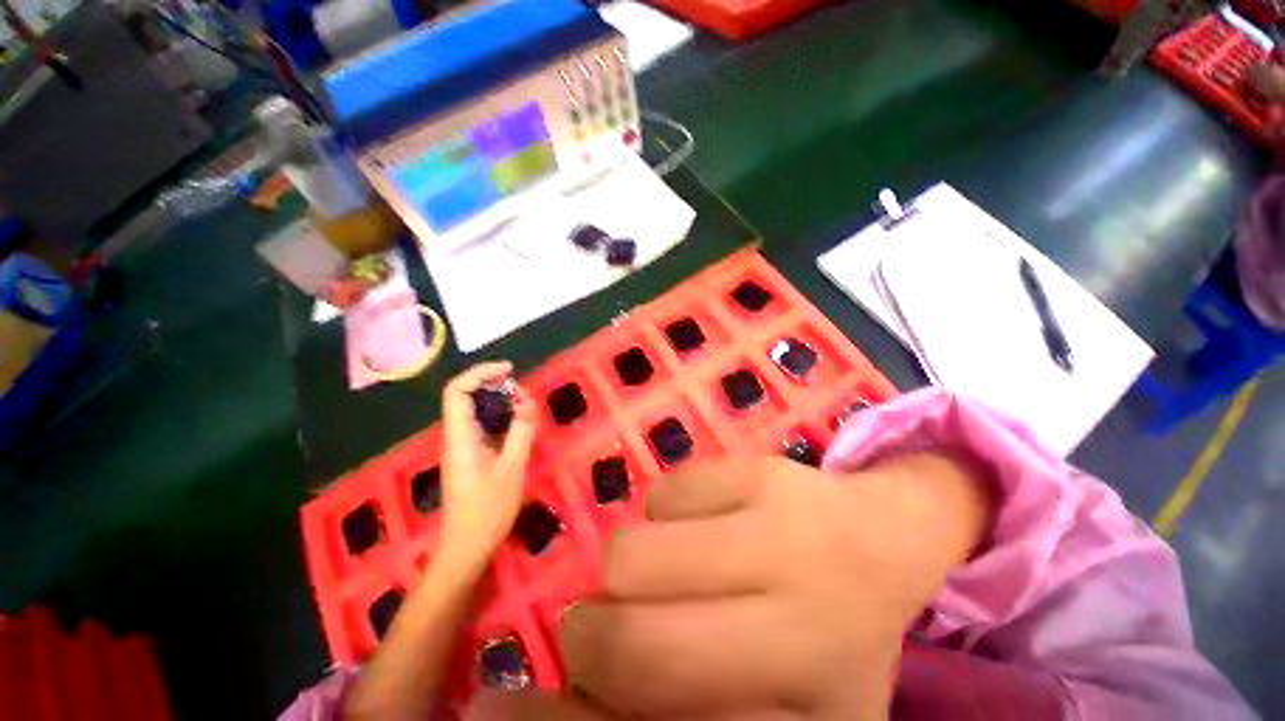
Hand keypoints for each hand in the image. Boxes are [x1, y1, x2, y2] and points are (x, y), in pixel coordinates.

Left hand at [438, 361, 537, 570]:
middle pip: (464, 397)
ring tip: (525, 404)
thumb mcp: (512, 469)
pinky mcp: (470, 458)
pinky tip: (518, 425)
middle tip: (522, 390)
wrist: (466, 549)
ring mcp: (462, 448)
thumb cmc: (487, 512)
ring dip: (498, 402)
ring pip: (474, 412)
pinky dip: (500, 418)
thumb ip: (521, 432)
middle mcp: (456, 437)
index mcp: (460, 437)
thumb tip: (527, 401)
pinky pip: (482, 427)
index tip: (509, 371)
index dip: (480, 374)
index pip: (457, 392)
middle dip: (493, 385)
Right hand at [555, 454, 991, 719]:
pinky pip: (664, 493)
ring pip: (630, 552)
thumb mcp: (760, 702)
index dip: (566, 720)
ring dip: (631, 563)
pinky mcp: (765, 475)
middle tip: (604, 620)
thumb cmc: (821, 634)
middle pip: (626, 643)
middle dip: (588, 632)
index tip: (515, 705)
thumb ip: (667, 698)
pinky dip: (667, 510)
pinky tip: (708, 519)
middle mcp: (799, 642)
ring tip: (673, 565)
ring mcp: (784, 541)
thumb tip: (565, 692)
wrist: (880, 540)